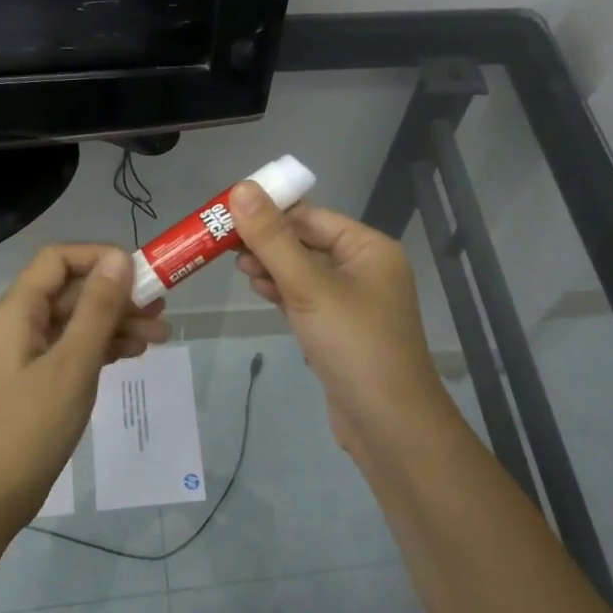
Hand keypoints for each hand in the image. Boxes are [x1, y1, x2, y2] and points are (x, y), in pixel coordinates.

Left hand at [0, 245, 170, 538]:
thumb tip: (120, 258)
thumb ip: (97, 309)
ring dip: (115, 324)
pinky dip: (100, 347)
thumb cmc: (30, 428)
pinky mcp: (33, 377)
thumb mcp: (73, 364)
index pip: (58, 260)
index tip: (140, 274)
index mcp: (16, 310)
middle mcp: (17, 322)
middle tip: (162, 311)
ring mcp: (24, 352)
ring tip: (160, 339)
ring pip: (75, 321)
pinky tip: (132, 354)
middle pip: (71, 291)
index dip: (99, 258)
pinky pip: (70, 347)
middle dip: (117, 297)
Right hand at [230, 183, 452, 453]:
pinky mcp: (342, 330)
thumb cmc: (353, 344)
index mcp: (368, 248)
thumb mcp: (308, 286)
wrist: (388, 424)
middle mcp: (366, 268)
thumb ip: (272, 239)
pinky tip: (261, 292)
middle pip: (307, 242)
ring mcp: (355, 302)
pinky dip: (284, 293)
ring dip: (272, 268)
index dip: (269, 213)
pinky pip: (308, 299)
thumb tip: (242, 188)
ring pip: (305, 272)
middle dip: (268, 243)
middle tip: (224, 245)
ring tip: (238, 269)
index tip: (226, 216)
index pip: (311, 217)